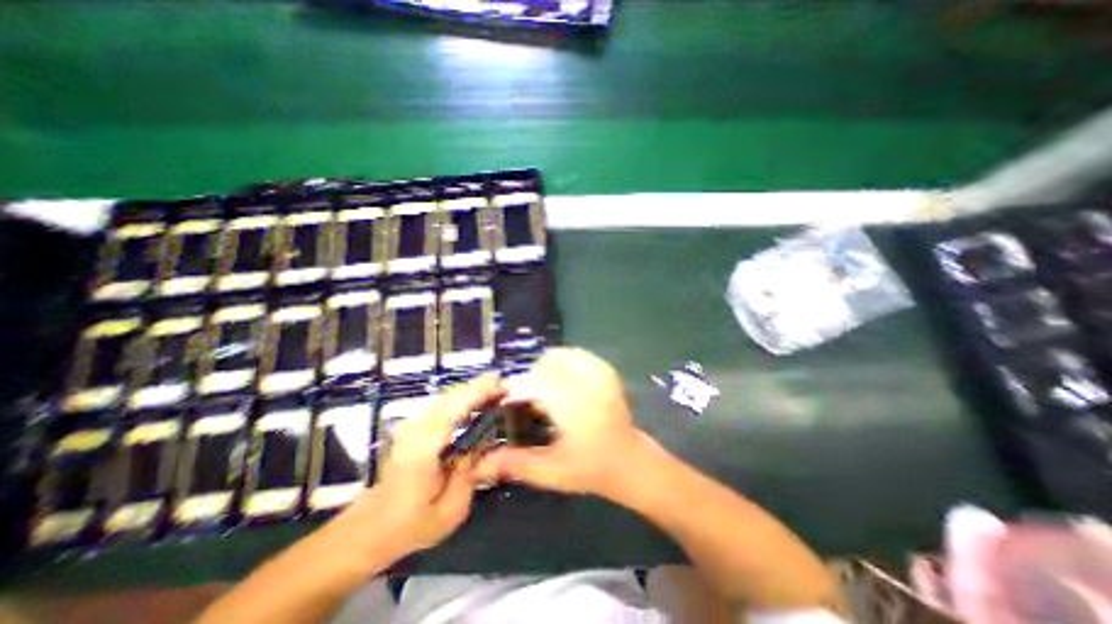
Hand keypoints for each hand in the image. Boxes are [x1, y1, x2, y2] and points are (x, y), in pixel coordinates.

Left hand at [339, 374, 504, 558]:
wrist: (367, 530)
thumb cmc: (410, 525)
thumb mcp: (450, 510)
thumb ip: (469, 472)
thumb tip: (480, 443)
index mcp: (426, 446)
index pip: (456, 407)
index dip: (480, 392)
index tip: (502, 385)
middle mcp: (418, 429)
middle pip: (453, 396)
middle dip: (480, 387)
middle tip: (503, 387)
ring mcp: (411, 427)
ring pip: (447, 398)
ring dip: (471, 392)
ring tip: (494, 392)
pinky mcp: (411, 429)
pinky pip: (442, 406)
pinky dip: (461, 401)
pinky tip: (475, 405)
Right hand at [477, 348, 643, 498]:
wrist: (629, 462)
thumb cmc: (589, 470)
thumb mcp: (550, 473)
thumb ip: (516, 464)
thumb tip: (482, 460)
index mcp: (574, 411)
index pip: (538, 384)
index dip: (518, 387)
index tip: (508, 396)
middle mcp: (588, 388)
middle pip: (549, 365)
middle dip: (532, 377)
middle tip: (529, 396)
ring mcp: (601, 377)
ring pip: (564, 356)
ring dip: (548, 367)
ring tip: (545, 387)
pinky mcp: (607, 373)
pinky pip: (580, 356)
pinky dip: (566, 361)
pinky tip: (563, 378)